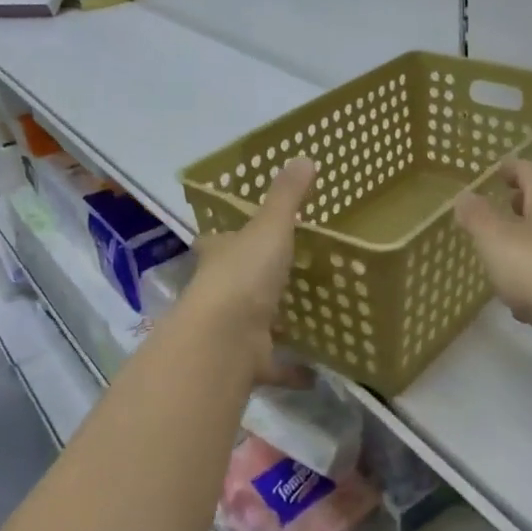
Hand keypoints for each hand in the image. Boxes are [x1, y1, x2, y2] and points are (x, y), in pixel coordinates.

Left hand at [185, 158, 316, 388]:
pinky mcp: (245, 362)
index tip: (234, 235)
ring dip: (269, 325)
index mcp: (221, 257)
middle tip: (280, 276)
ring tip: (300, 320)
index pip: (217, 242)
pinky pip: (272, 365)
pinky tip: (314, 373)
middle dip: (249, 281)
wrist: (225, 339)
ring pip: (250, 325)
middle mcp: (219, 292)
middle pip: (231, 283)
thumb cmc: (245, 274)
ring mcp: (229, 330)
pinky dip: (291, 370)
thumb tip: (304, 157)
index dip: (224, 238)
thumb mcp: (270, 228)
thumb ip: (288, 197)